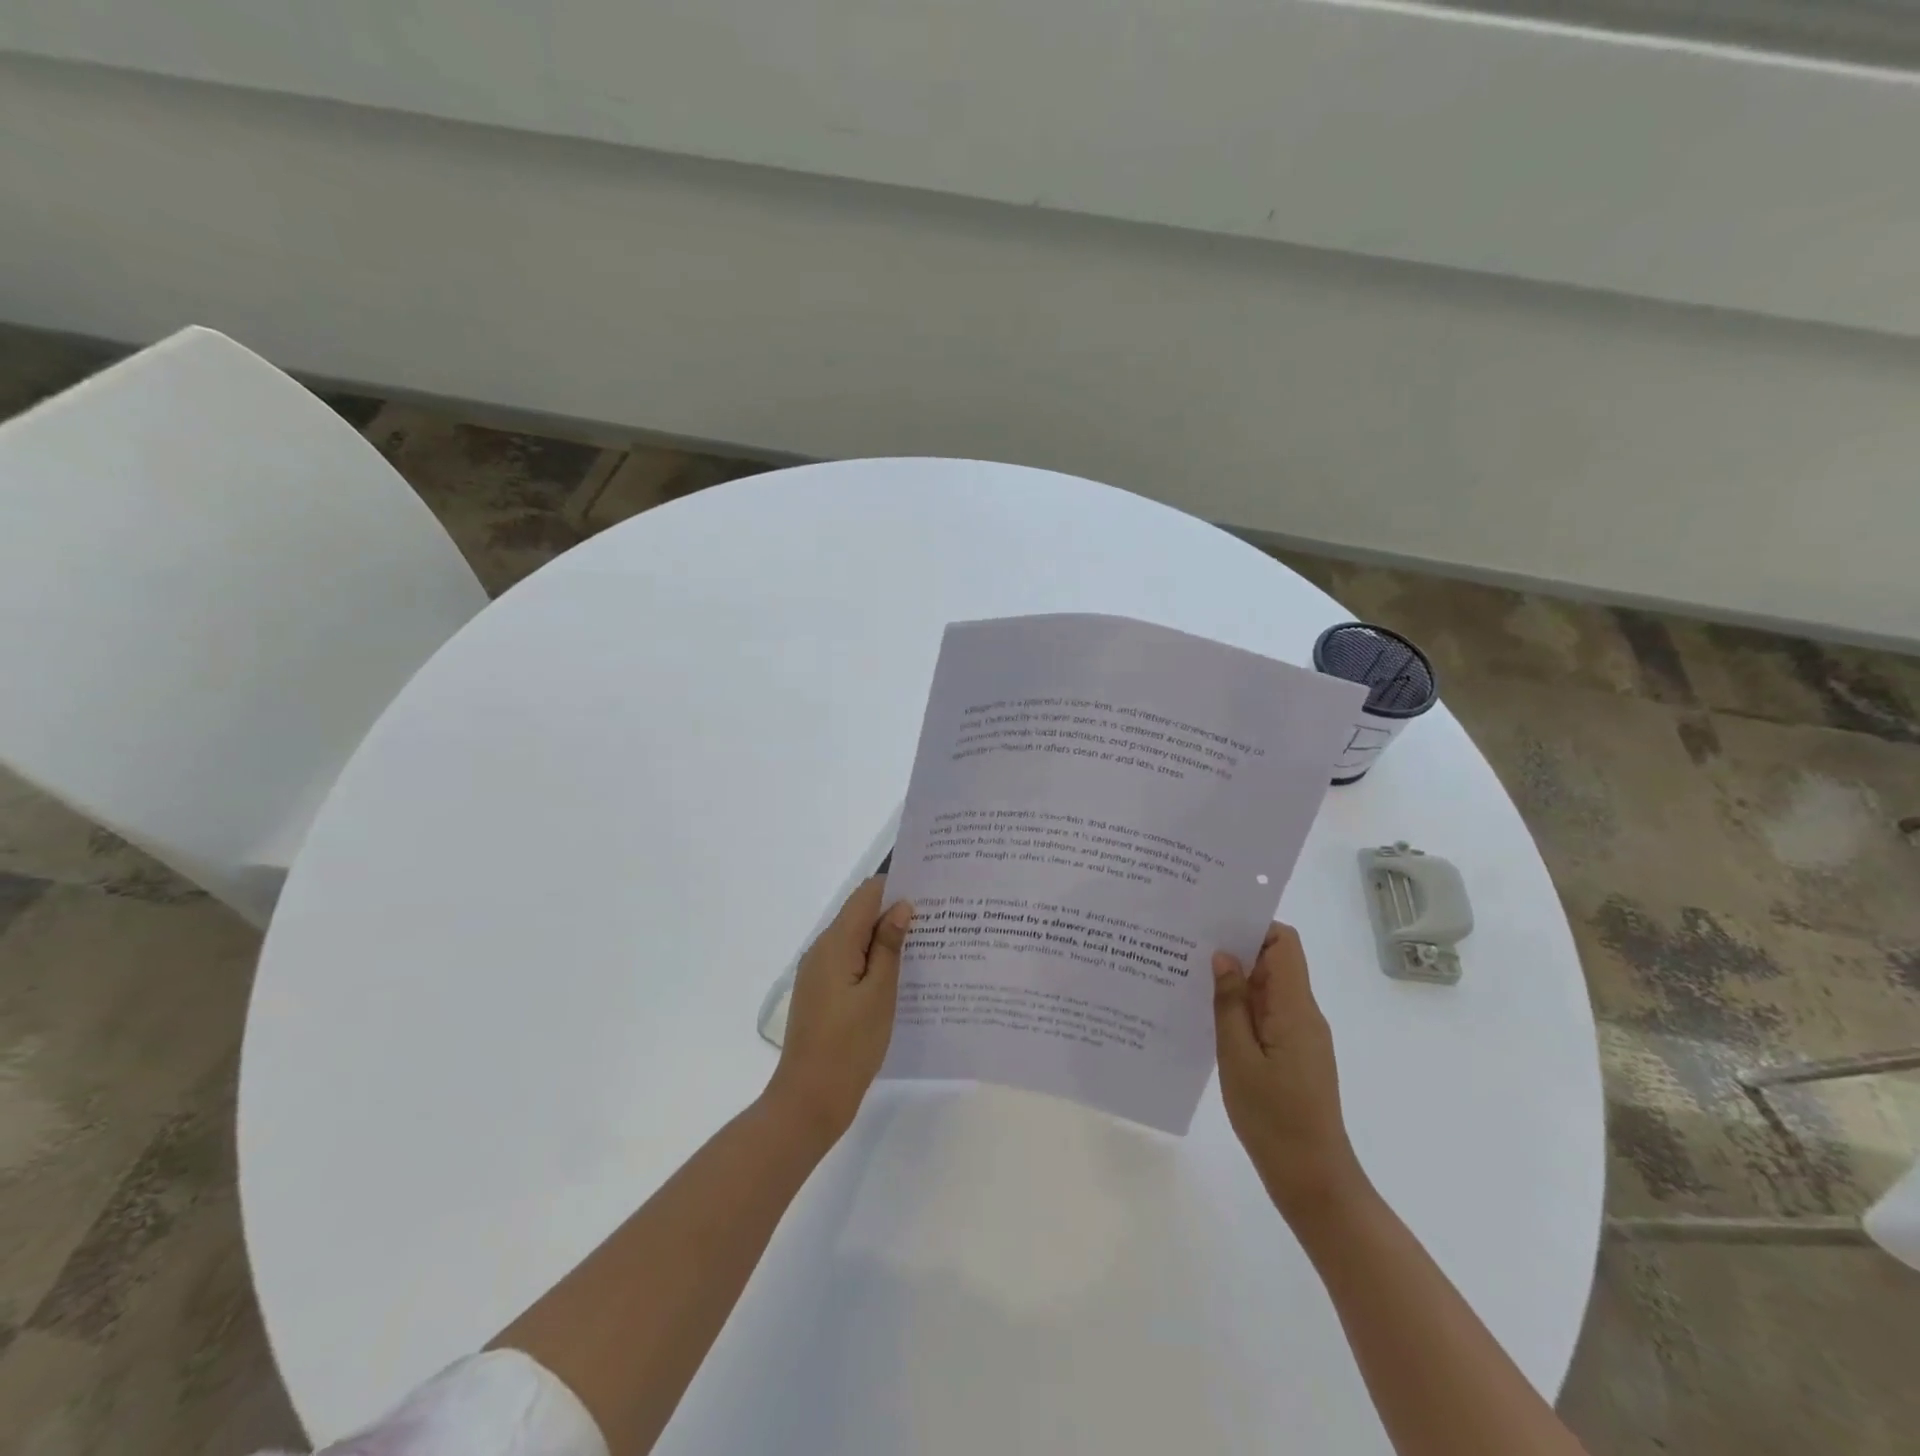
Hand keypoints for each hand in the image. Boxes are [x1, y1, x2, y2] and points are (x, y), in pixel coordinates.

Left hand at [766, 877, 913, 1142]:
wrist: (808, 1099)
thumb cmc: (850, 1046)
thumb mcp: (879, 994)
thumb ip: (889, 947)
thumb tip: (901, 906)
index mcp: (836, 943)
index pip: (866, 894)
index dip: (896, 887)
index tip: (930, 892)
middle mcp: (822, 949)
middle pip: (860, 914)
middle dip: (895, 912)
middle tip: (937, 920)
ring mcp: (818, 972)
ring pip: (856, 939)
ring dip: (885, 938)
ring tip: (927, 945)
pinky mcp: (821, 993)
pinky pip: (849, 961)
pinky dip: (872, 960)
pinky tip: (900, 975)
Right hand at [1213, 923, 1367, 1219]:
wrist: (1312, 1180)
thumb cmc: (1273, 1118)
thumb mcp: (1238, 1058)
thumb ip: (1230, 1004)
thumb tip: (1223, 956)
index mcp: (1296, 1009)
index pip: (1284, 943)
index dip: (1254, 926)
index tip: (1214, 923)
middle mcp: (1303, 1015)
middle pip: (1275, 962)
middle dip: (1235, 948)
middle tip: (1188, 943)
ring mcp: (1300, 1036)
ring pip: (1268, 989)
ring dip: (1235, 979)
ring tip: (1188, 973)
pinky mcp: (1293, 1054)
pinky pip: (1267, 1014)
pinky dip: (1240, 1006)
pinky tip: (1206, 1013)